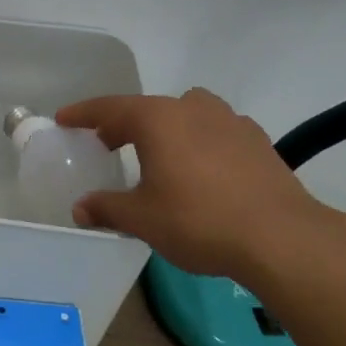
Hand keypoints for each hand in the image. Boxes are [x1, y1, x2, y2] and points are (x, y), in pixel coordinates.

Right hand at [57, 88, 333, 283]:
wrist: (281, 237)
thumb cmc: (199, 220)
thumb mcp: (142, 219)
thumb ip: (107, 208)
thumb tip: (80, 209)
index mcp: (158, 119)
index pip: (110, 107)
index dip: (83, 113)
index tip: (64, 119)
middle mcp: (192, 109)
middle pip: (147, 108)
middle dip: (123, 123)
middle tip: (106, 144)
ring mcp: (230, 121)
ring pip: (186, 113)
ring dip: (166, 127)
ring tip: (158, 154)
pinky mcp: (258, 141)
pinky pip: (216, 130)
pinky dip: (199, 140)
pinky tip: (202, 169)